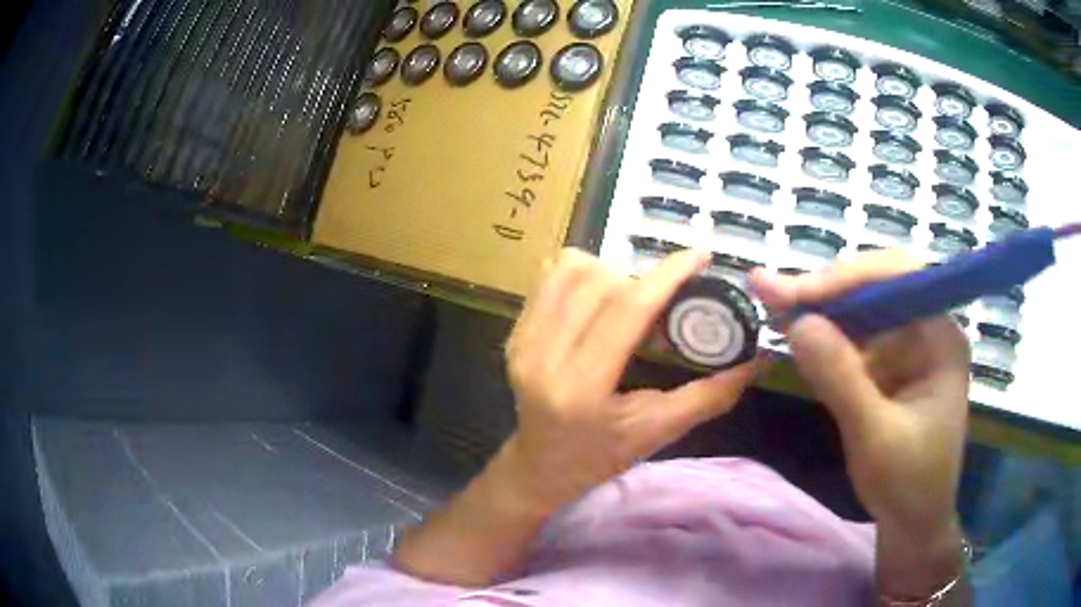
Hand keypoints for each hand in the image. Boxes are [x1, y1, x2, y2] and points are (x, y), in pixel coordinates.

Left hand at [392, 249, 760, 585]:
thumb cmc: (601, 457)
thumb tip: (759, 360)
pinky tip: (602, 298)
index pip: (627, 310)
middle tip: (666, 300)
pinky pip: (549, 278)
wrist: (539, 467)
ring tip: (633, 300)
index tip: (700, 255)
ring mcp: (521, 341)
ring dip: (612, 272)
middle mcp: (541, 357)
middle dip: (643, 279)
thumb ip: (711, 396)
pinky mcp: (514, 332)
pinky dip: (583, 274)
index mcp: (581, 388)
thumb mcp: (659, 432)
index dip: (668, 275)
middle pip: (600, 282)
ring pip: (571, 270)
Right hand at [751, 250, 970, 598]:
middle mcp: (927, 328)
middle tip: (770, 291)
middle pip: (877, 286)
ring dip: (818, 308)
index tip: (799, 293)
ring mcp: (908, 346)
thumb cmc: (907, 484)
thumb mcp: (874, 436)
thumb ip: (841, 379)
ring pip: (861, 309)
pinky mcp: (889, 365)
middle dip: (826, 290)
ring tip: (773, 303)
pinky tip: (794, 331)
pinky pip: (854, 338)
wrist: (912, 522)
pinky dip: (823, 336)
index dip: (850, 277)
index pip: (901, 276)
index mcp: (942, 337)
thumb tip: (797, 322)